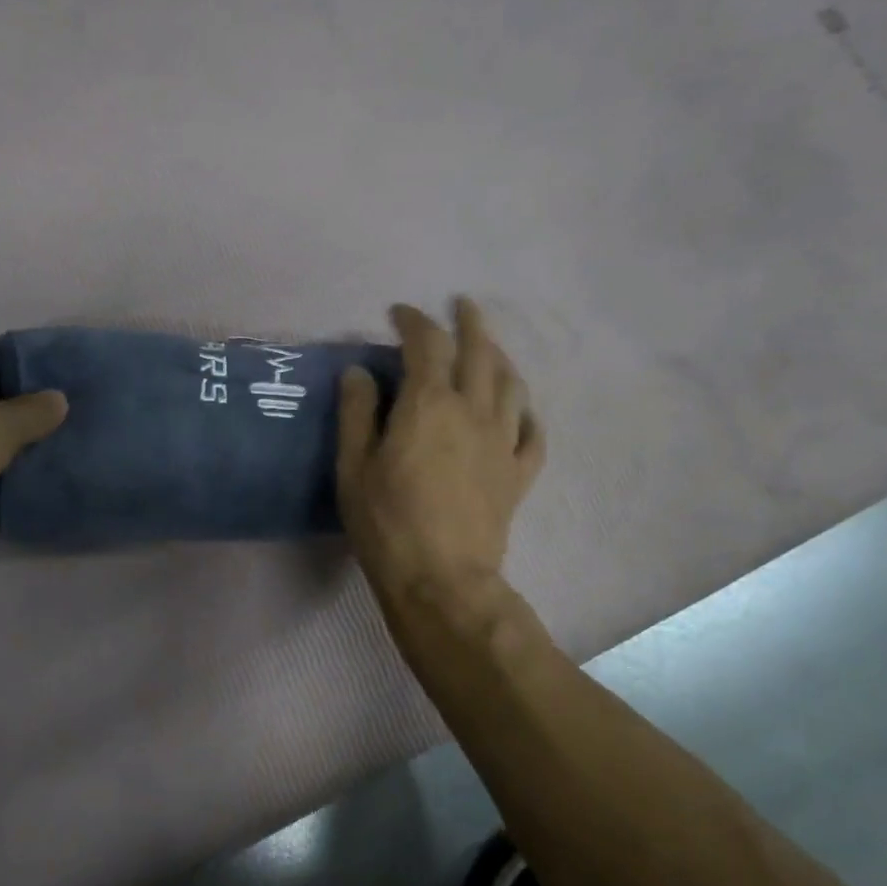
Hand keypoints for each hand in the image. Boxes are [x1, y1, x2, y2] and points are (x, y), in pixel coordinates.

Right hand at [337, 297, 543, 602]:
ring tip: (491, 350)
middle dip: (470, 322)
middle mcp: (474, 411)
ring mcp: (503, 442)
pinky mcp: (518, 474)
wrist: (441, 580)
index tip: (399, 314)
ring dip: (500, 358)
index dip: (414, 321)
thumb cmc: (387, 523)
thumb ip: (357, 413)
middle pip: (480, 352)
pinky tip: (521, 413)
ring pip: (512, 385)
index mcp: (430, 404)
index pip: (426, 343)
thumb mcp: (354, 466)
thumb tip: (359, 371)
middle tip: (462, 306)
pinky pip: (533, 434)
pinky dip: (527, 415)